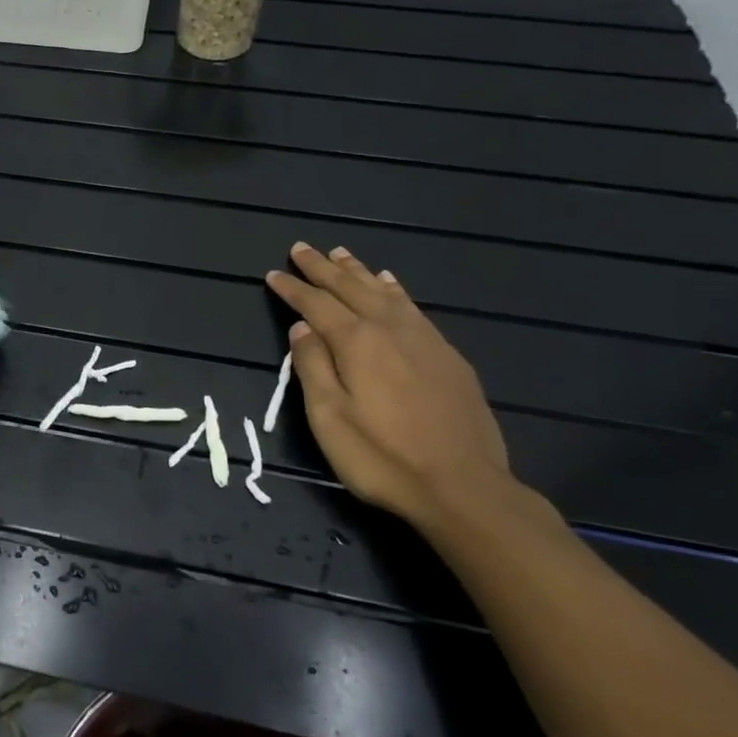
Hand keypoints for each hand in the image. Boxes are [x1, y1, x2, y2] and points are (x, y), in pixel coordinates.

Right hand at [265, 243, 513, 526]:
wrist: (464, 488)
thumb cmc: (383, 458)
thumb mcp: (330, 418)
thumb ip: (313, 367)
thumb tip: (301, 327)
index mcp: (357, 343)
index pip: (316, 304)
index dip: (293, 288)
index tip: (273, 273)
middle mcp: (390, 330)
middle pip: (351, 289)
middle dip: (322, 268)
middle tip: (301, 248)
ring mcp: (424, 340)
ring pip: (385, 292)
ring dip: (359, 272)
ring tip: (341, 254)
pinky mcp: (448, 357)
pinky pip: (413, 307)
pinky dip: (395, 289)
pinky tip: (391, 284)